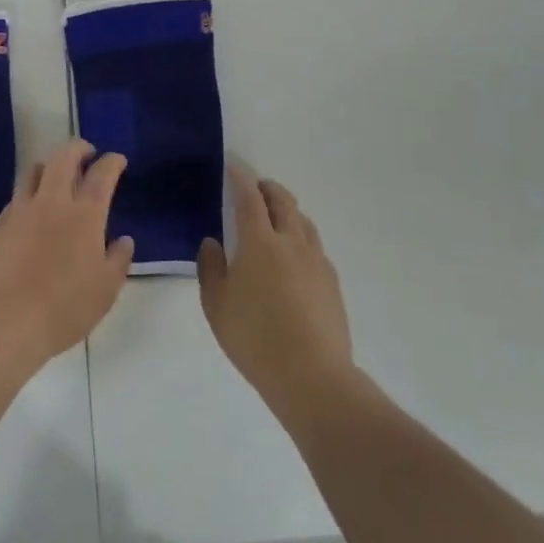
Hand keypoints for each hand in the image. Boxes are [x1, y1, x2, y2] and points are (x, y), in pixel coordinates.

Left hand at [0, 140, 134, 374]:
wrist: (4, 321)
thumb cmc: (63, 308)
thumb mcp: (105, 291)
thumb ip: (118, 260)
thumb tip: (124, 240)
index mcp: (85, 214)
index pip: (102, 174)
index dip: (112, 161)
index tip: (117, 160)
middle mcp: (53, 201)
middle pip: (64, 157)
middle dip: (78, 148)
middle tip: (87, 153)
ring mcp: (22, 209)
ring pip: (35, 168)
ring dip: (50, 163)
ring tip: (56, 173)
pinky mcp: (0, 223)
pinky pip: (17, 195)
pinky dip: (30, 192)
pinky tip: (33, 208)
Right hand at [198, 167, 353, 419]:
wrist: (313, 377)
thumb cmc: (255, 338)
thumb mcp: (216, 305)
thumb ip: (211, 267)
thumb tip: (213, 242)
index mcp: (259, 241)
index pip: (249, 197)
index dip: (241, 177)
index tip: (234, 165)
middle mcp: (291, 241)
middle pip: (283, 200)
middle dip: (267, 188)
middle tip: (255, 188)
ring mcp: (316, 261)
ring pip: (303, 221)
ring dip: (288, 210)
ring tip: (276, 220)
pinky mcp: (332, 282)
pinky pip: (315, 246)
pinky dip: (301, 238)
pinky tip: (295, 258)